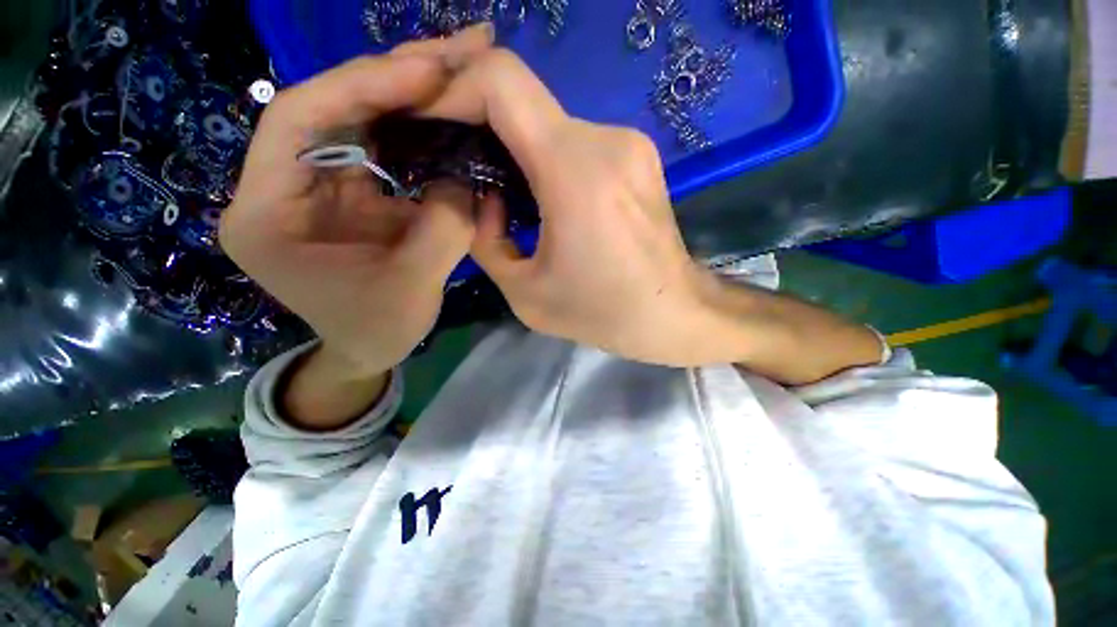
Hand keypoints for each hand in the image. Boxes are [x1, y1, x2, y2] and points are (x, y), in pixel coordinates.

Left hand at [220, 26, 493, 377]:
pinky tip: (451, 111)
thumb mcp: (412, 286)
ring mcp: (321, 183)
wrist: (371, 347)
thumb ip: (442, 229)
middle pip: (333, 107)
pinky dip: (420, 127)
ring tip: (460, 66)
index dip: (361, 86)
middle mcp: (283, 183)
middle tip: (456, 49)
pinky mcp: (355, 191)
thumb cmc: (377, 329)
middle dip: (395, 75)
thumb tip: (466, 176)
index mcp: (266, 211)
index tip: (425, 71)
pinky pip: (385, 147)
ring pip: (362, 119)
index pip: (298, 119)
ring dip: (412, 92)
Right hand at [419, 49, 882, 377]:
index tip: (427, 109)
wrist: (682, 320)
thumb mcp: (528, 294)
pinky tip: (531, 200)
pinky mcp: (632, 164)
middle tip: (447, 159)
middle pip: (521, 100)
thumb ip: (488, 241)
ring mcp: (623, 149)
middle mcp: (603, 143)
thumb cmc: (612, 317)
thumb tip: (473, 200)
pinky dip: (536, 162)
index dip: (456, 82)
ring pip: (544, 126)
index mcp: (576, 174)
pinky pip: (566, 147)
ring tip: (489, 193)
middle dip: (476, 122)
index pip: (503, 83)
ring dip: (508, 151)